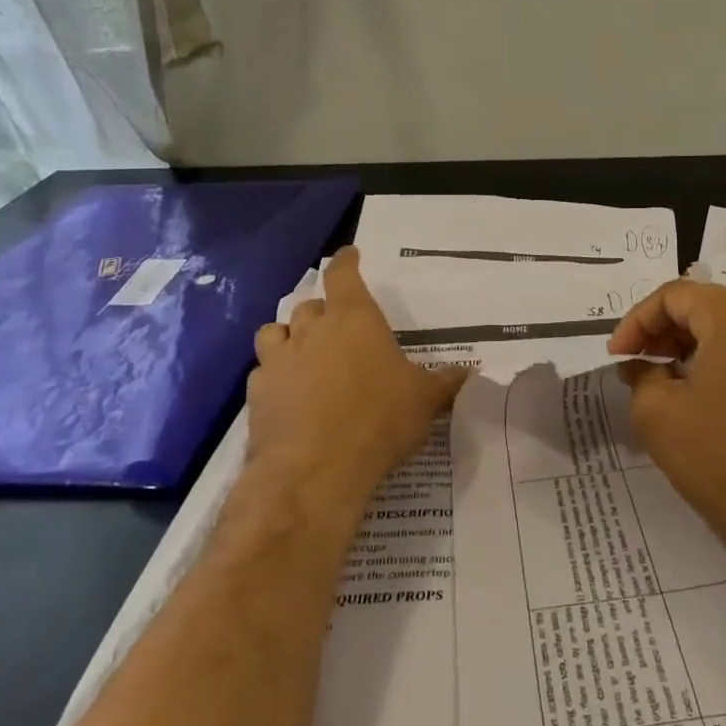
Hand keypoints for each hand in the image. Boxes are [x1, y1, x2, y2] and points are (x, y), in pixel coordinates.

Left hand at [246, 248, 468, 507]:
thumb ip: (445, 382)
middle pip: (311, 304)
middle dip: (323, 311)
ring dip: (290, 336)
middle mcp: (312, 329)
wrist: (315, 470)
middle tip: (338, 328)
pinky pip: (263, 371)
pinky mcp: (257, 393)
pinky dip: (274, 376)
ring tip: (304, 354)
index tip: (348, 254)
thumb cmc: (378, 420)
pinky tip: (288, 395)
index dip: (346, 262)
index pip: (344, 275)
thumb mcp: (425, 401)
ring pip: (276, 331)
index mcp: (354, 319)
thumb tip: (468, 371)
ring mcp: (279, 360)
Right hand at [609, 280, 725, 580]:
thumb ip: (641, 376)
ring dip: (690, 347)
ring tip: (664, 384)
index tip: (618, 358)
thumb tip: (643, 365)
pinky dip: (719, 363)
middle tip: (637, 367)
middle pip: (705, 305)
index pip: (674, 294)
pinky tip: (702, 400)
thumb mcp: (659, 416)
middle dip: (663, 332)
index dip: (637, 321)